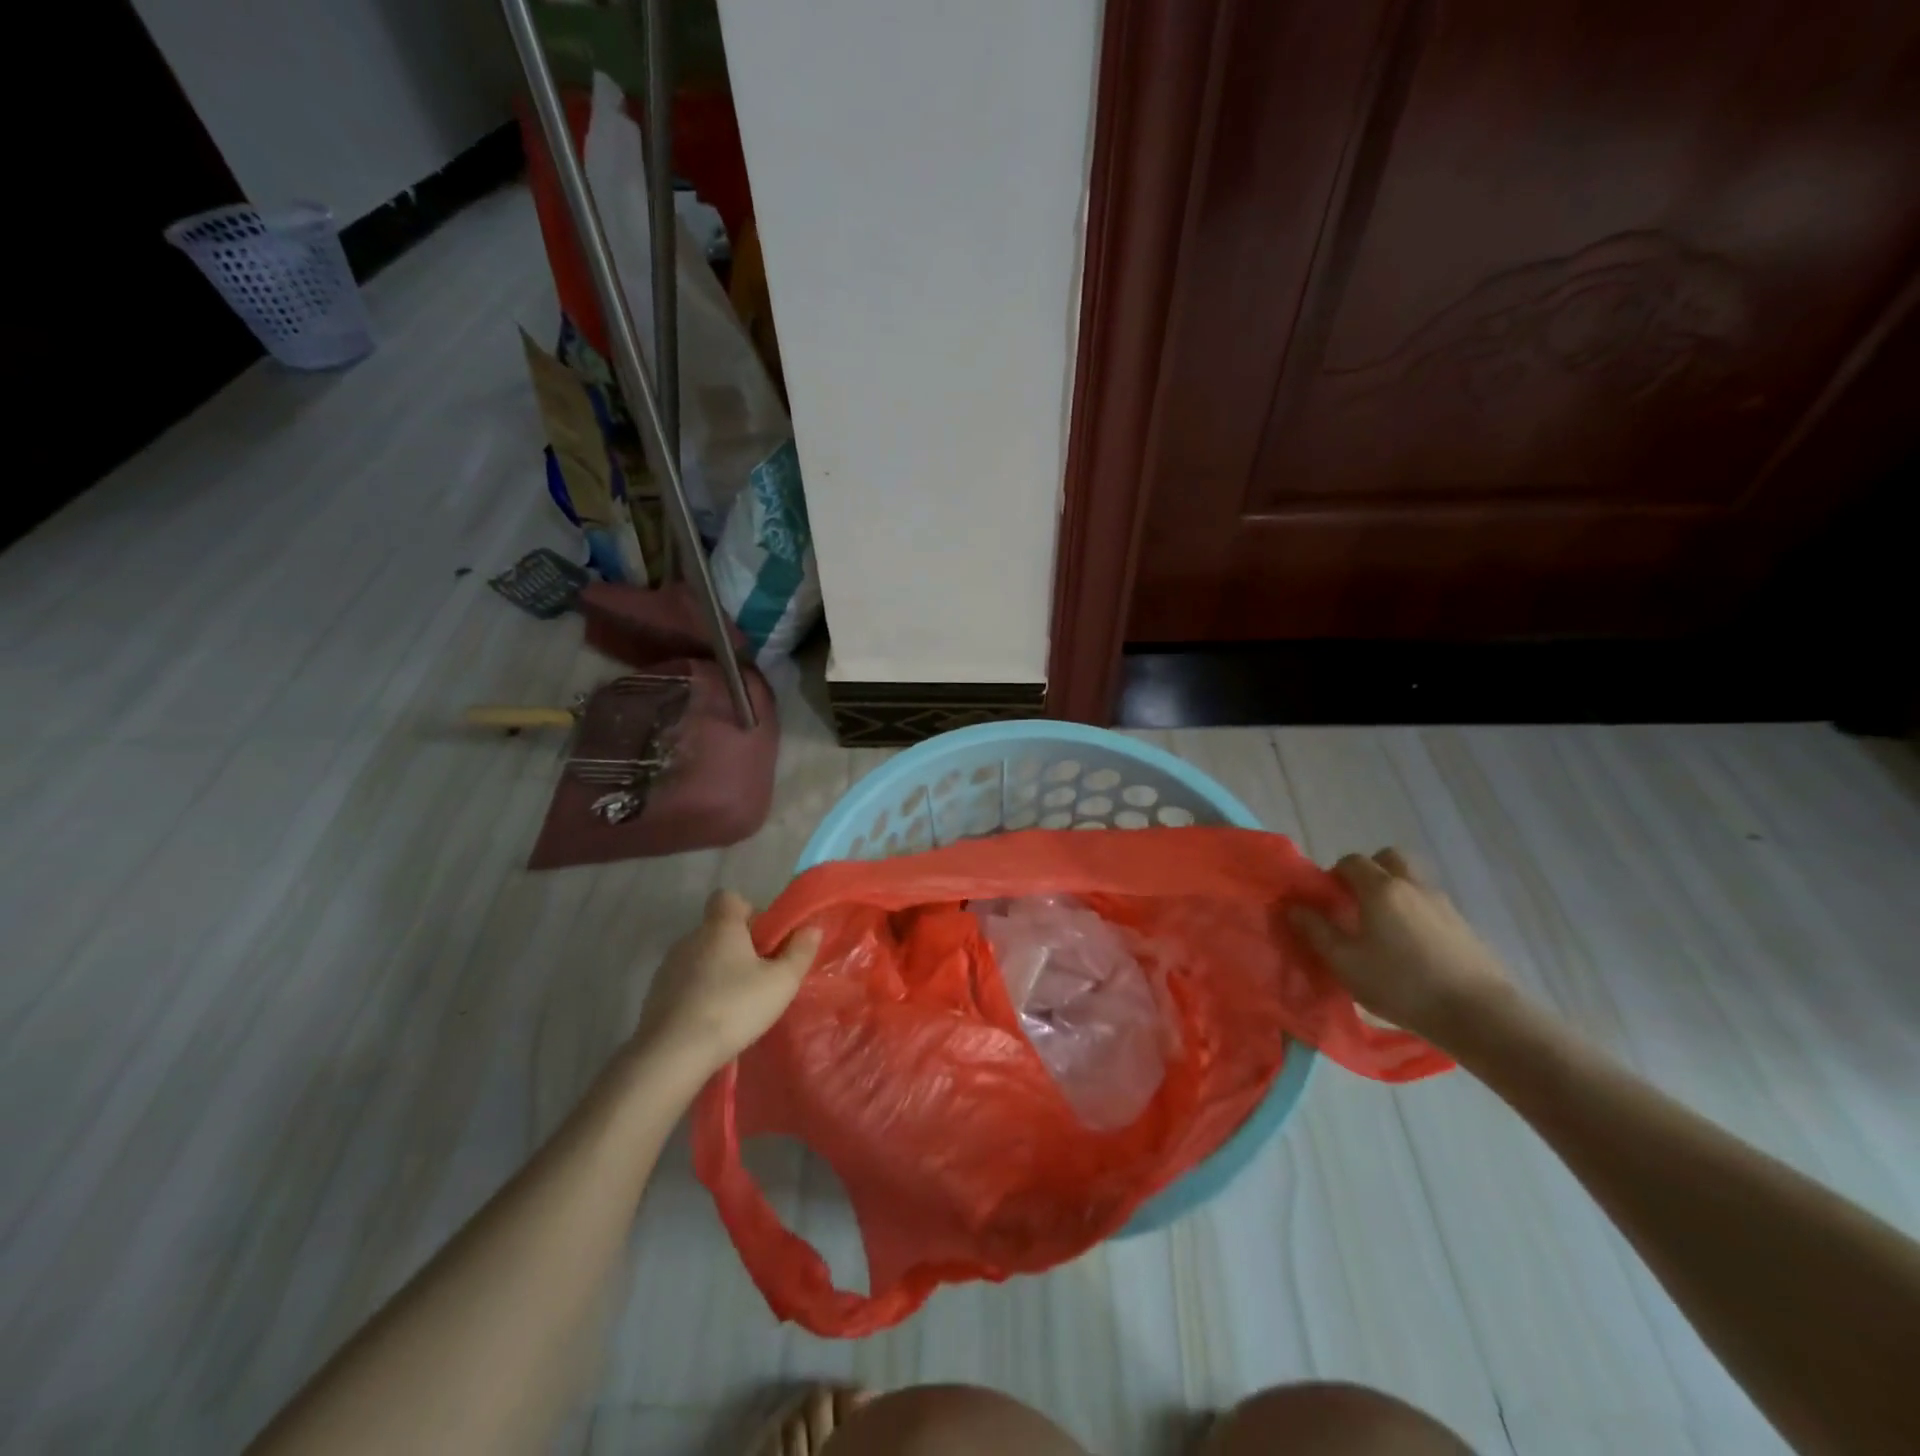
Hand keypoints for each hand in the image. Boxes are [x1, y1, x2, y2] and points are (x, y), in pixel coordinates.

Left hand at [633, 889, 821, 1074]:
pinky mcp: (655, 995)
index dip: (748, 911)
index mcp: (720, 927)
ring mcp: (669, 966)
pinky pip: (684, 982)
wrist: (672, 1054)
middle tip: (759, 976)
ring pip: (700, 957)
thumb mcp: (781, 982)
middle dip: (738, 946)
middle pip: (718, 929)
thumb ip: (800, 952)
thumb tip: (812, 928)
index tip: (763, 938)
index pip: (728, 897)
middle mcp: (691, 938)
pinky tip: (710, 1019)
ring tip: (735, 1002)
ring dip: (717, 971)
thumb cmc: (734, 1007)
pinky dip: (698, 993)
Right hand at [1288, 848, 1511, 1048]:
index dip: (1335, 873)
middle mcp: (1412, 886)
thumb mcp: (1345, 962)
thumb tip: (1295, 907)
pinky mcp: (1464, 927)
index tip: (1328, 898)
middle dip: (1370, 871)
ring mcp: (1443, 904)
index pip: (1352, 861)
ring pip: (1412, 881)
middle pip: (1389, 859)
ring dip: (1394, 892)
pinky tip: (1412, 948)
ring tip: (1384, 928)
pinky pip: (1430, 905)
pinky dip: (1416, 913)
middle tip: (1357, 901)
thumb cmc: (1401, 984)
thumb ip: (1316, 931)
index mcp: (1380, 889)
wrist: (1479, 1014)